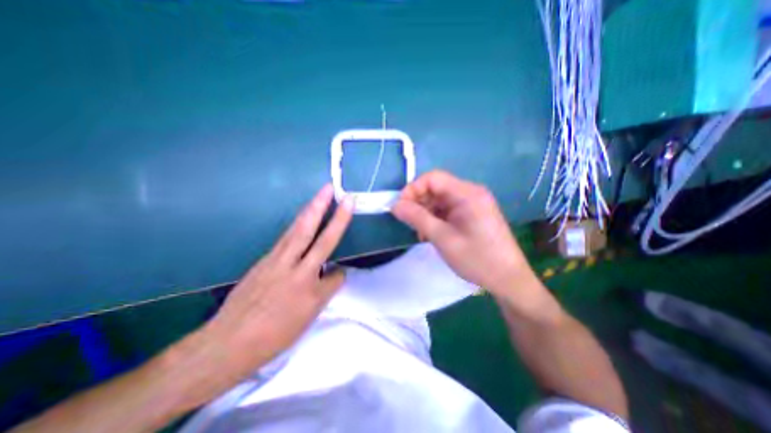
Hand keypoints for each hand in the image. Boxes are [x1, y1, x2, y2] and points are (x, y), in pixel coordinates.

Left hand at [199, 184, 353, 376]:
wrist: (227, 343)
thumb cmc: (272, 335)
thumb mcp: (307, 318)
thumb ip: (325, 291)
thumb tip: (335, 272)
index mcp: (307, 287)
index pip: (336, 273)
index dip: (341, 274)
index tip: (340, 276)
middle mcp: (293, 267)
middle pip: (312, 233)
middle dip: (325, 210)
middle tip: (332, 189)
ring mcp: (276, 260)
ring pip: (297, 229)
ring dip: (310, 209)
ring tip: (321, 194)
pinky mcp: (265, 259)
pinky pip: (286, 237)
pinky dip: (298, 223)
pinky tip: (302, 218)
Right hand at [392, 172, 531, 295]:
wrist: (508, 280)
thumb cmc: (477, 259)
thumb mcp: (442, 238)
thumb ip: (417, 218)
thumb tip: (395, 205)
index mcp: (467, 193)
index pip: (433, 178)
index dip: (413, 189)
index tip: (400, 208)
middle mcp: (470, 193)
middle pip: (436, 188)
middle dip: (418, 203)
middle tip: (408, 222)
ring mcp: (472, 204)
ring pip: (439, 200)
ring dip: (426, 213)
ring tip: (420, 233)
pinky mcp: (471, 214)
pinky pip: (447, 210)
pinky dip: (435, 219)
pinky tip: (431, 234)